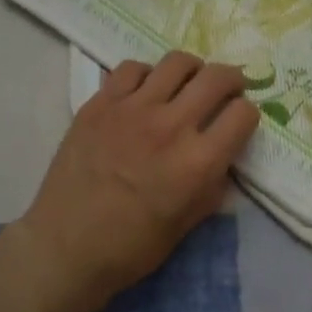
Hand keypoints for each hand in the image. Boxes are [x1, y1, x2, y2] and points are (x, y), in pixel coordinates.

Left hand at [14, 52, 257, 311]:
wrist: (65, 248)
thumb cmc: (132, 247)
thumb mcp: (188, 224)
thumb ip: (213, 184)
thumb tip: (223, 158)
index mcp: (198, 162)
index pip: (243, 113)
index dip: (247, 115)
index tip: (239, 121)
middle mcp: (170, 126)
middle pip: (217, 77)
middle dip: (232, 79)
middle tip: (228, 88)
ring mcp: (132, 109)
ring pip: (177, 62)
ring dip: (192, 70)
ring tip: (187, 83)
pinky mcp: (99, 104)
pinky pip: (132, 68)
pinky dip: (147, 75)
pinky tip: (144, 92)